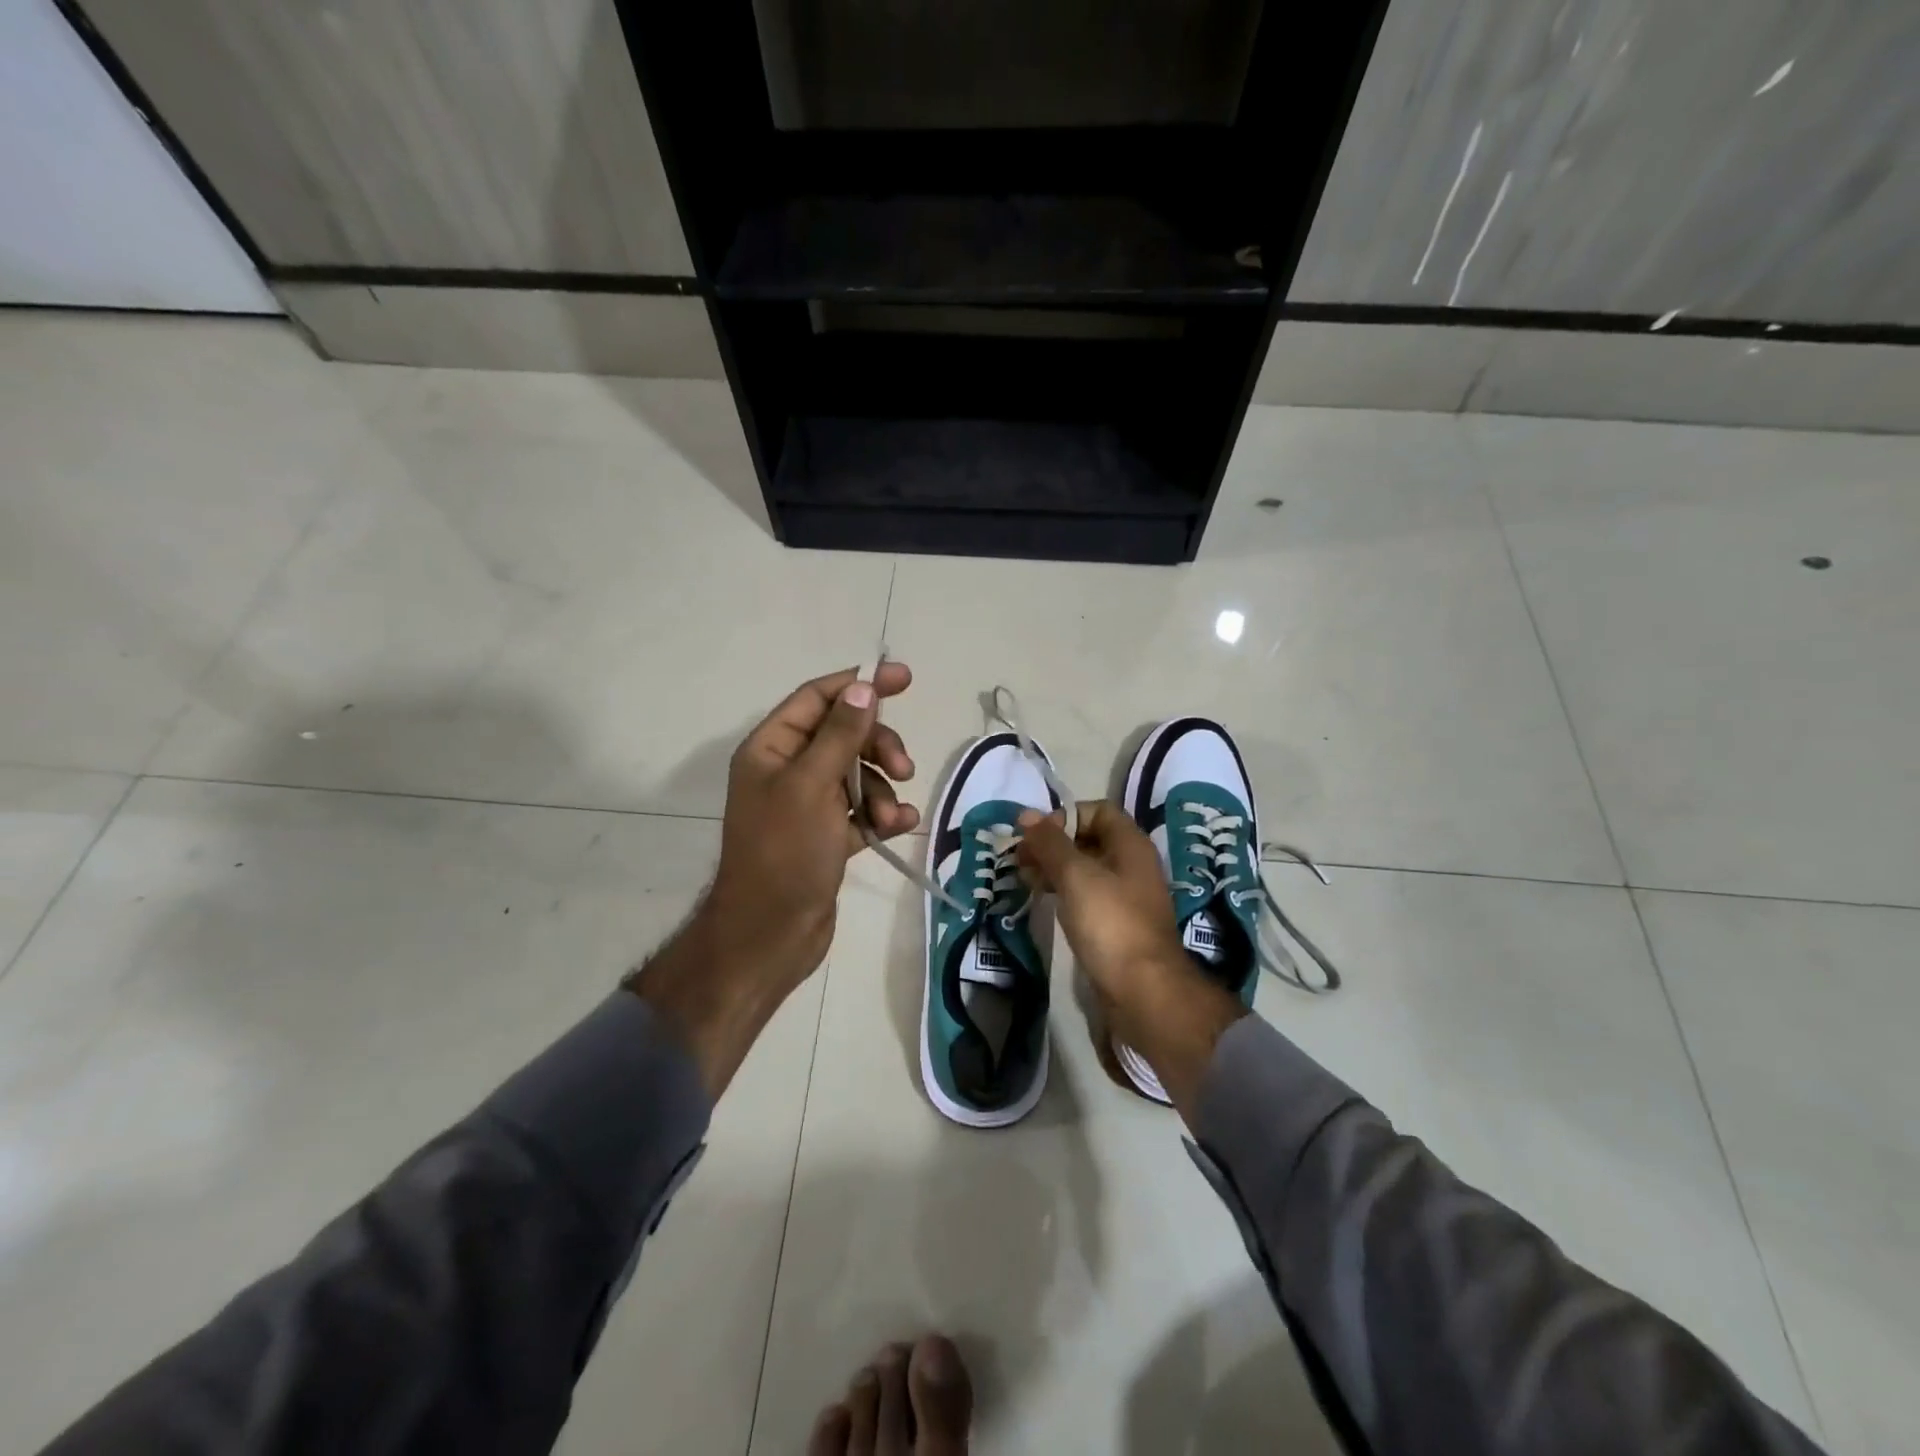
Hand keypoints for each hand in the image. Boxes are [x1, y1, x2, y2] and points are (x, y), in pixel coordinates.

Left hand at [631, 663, 917, 1094]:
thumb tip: (863, 686)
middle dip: (878, 747)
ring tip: (891, 818)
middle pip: (845, 735)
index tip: (903, 678)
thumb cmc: (785, 853)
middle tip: (903, 768)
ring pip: (859, 774)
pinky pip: (863, 811)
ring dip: (883, 790)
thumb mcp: (813, 786)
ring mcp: (808, 804)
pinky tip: (900, 827)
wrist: (771, 935)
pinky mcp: (827, 836)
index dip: (859, 684)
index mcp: (771, 749)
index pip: (817, 698)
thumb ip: (840, 734)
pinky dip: (883, 815)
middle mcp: (788, 770)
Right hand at [1014, 801, 1183, 1002]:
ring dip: (1053, 868)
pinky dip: (1063, 891)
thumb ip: (1050, 843)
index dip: (1064, 816)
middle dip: (1052, 844)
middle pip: (1088, 839)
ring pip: (1084, 868)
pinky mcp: (1115, 924)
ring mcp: (1125, 896)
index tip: (1035, 834)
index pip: (1097, 810)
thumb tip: (1026, 814)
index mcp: (1130, 844)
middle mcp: (1131, 864)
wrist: (1142, 990)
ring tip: (1023, 877)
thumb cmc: (1110, 923)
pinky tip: (1042, 899)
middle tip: (1020, 857)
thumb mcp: (1075, 876)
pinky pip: (1086, 895)